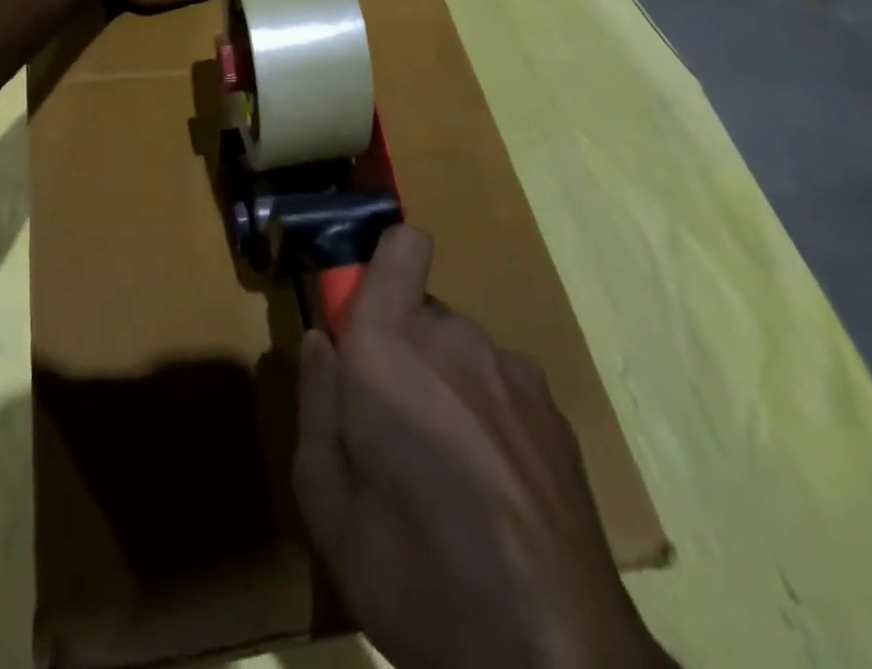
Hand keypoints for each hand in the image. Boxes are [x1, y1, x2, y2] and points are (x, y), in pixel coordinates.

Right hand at [294, 226, 668, 668]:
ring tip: (445, 472)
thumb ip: (315, 402)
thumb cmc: (416, 575)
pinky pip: (501, 387)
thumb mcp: (327, 502)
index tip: (361, 318)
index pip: (401, 245)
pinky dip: (487, 415)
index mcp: (390, 345)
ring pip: (460, 351)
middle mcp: (455, 337)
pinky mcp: (555, 414)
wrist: (556, 660)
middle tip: (390, 427)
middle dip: (400, 348)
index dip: (381, 265)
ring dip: (444, 384)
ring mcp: (513, 373)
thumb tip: (319, 341)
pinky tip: (494, 491)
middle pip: (420, 310)